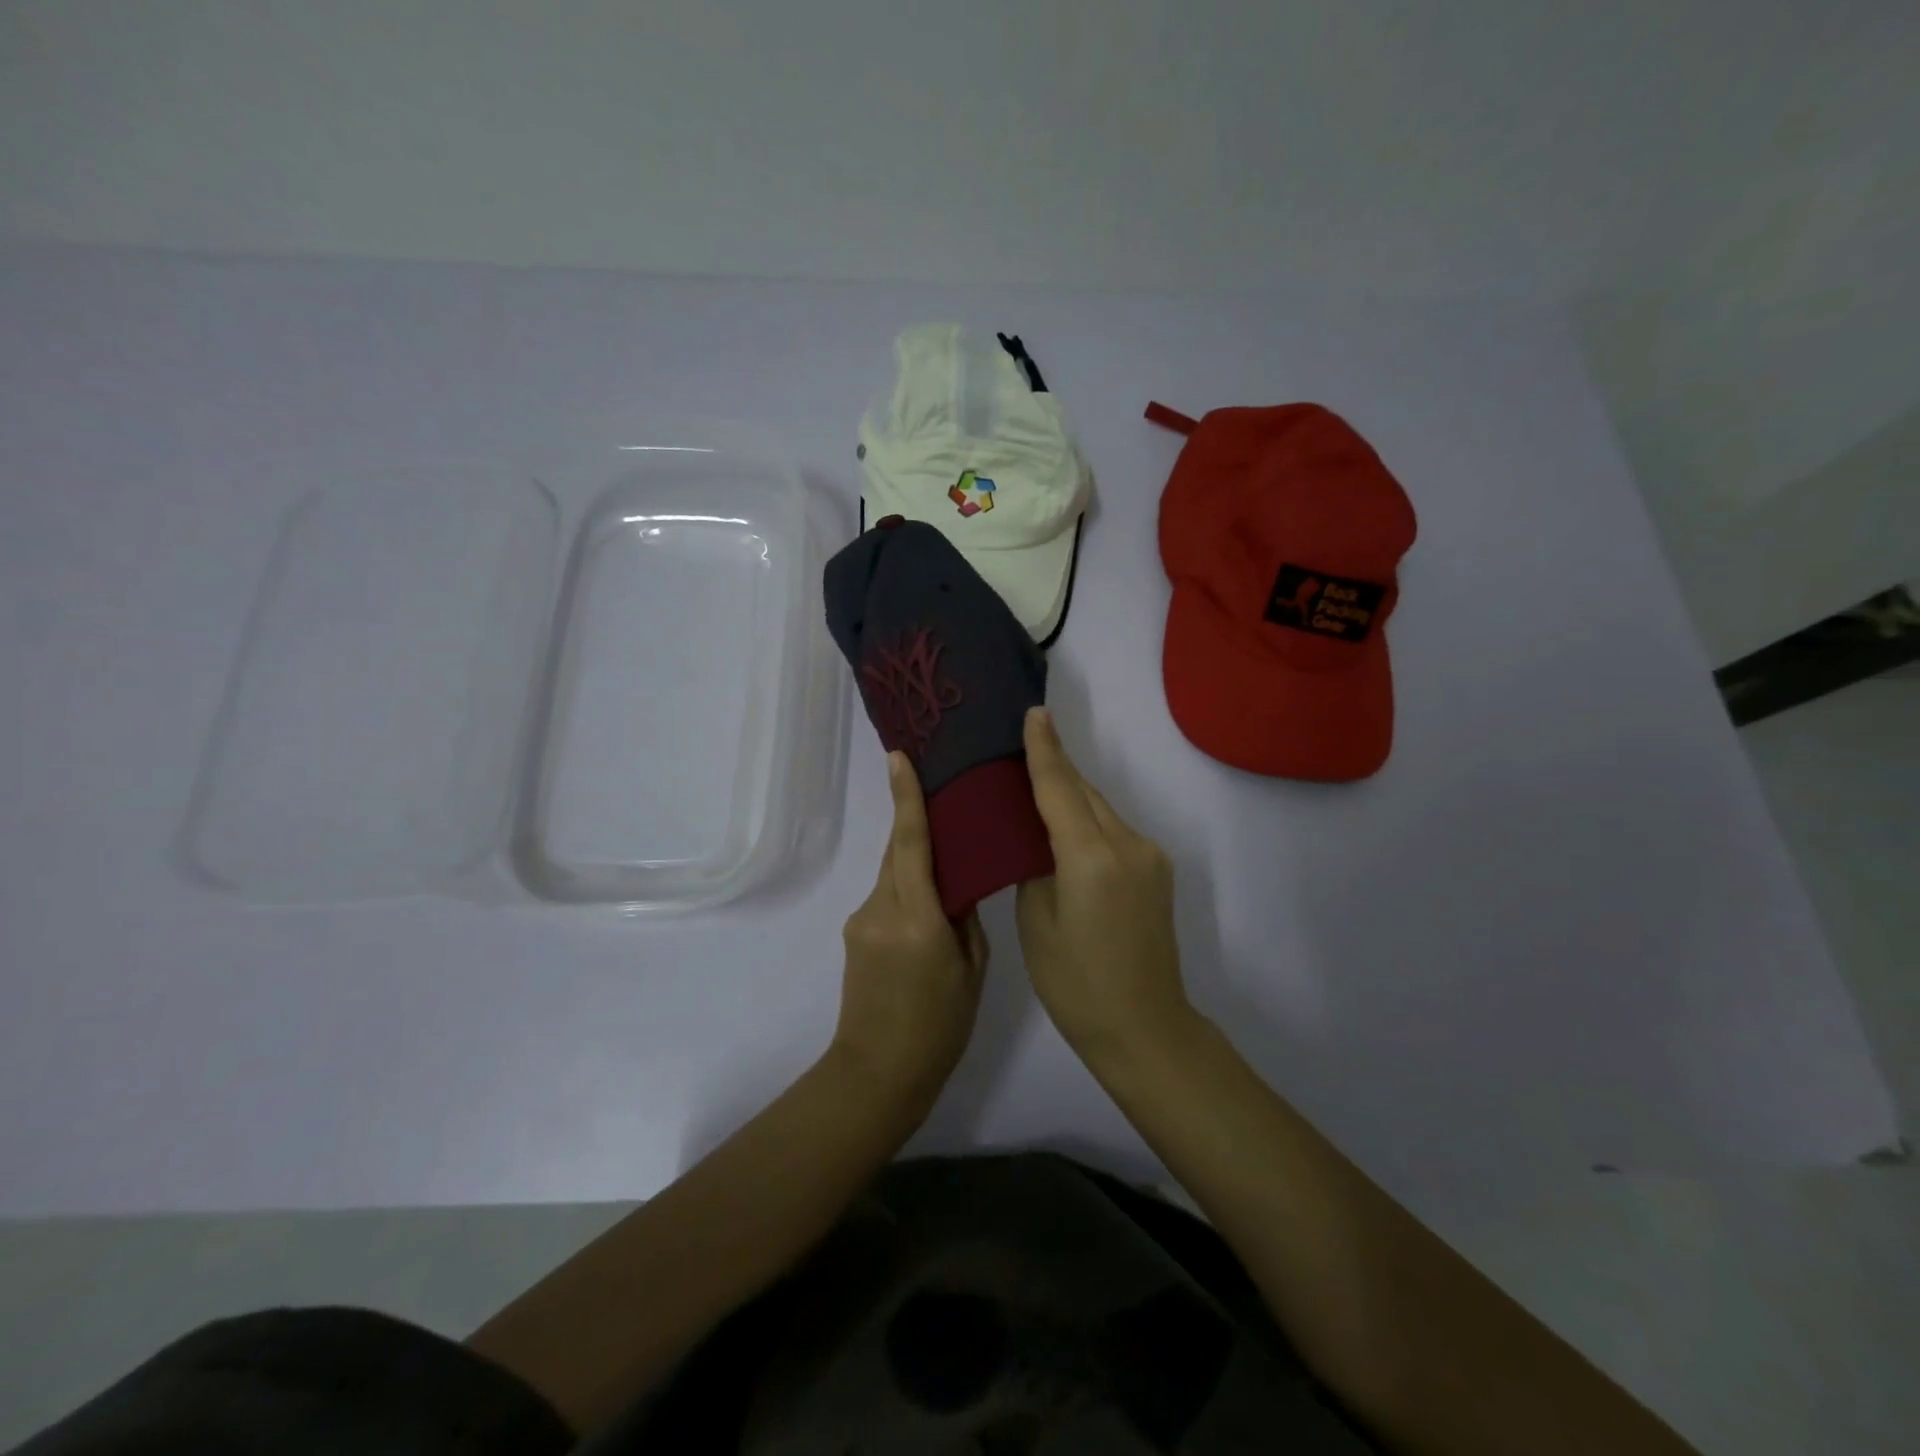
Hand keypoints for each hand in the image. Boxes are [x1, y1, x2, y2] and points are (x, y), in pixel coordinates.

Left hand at [833, 751, 988, 1109]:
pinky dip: (905, 890)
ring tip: (947, 864)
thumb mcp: (971, 970)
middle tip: (943, 798)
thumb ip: (964, 918)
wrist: (878, 1073)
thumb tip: (957, 884)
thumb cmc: (939, 1027)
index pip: (909, 843)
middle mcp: (880, 910)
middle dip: (915, 823)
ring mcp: (860, 922)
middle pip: (897, 852)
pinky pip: (884, 897)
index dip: (905, 798)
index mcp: (915, 919)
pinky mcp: (853, 935)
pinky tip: (926, 909)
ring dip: (914, 864)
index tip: (898, 758)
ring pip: (891, 875)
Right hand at [1016, 708, 1192, 1060]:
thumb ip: (1034, 864)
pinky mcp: (1157, 870)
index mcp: (1090, 857)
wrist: (1144, 1027)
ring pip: (1101, 809)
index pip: (1060, 788)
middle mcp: (1127, 844)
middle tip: (1019, 747)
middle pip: (1084, 792)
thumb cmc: (1075, 983)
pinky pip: (1114, 830)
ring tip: (1036, 786)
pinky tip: (1066, 829)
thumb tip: (1034, 834)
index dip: (1044, 750)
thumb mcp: (1036, 921)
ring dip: (1071, 795)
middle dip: (1055, 768)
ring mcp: (1149, 856)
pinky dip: (1088, 821)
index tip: (1034, 712)